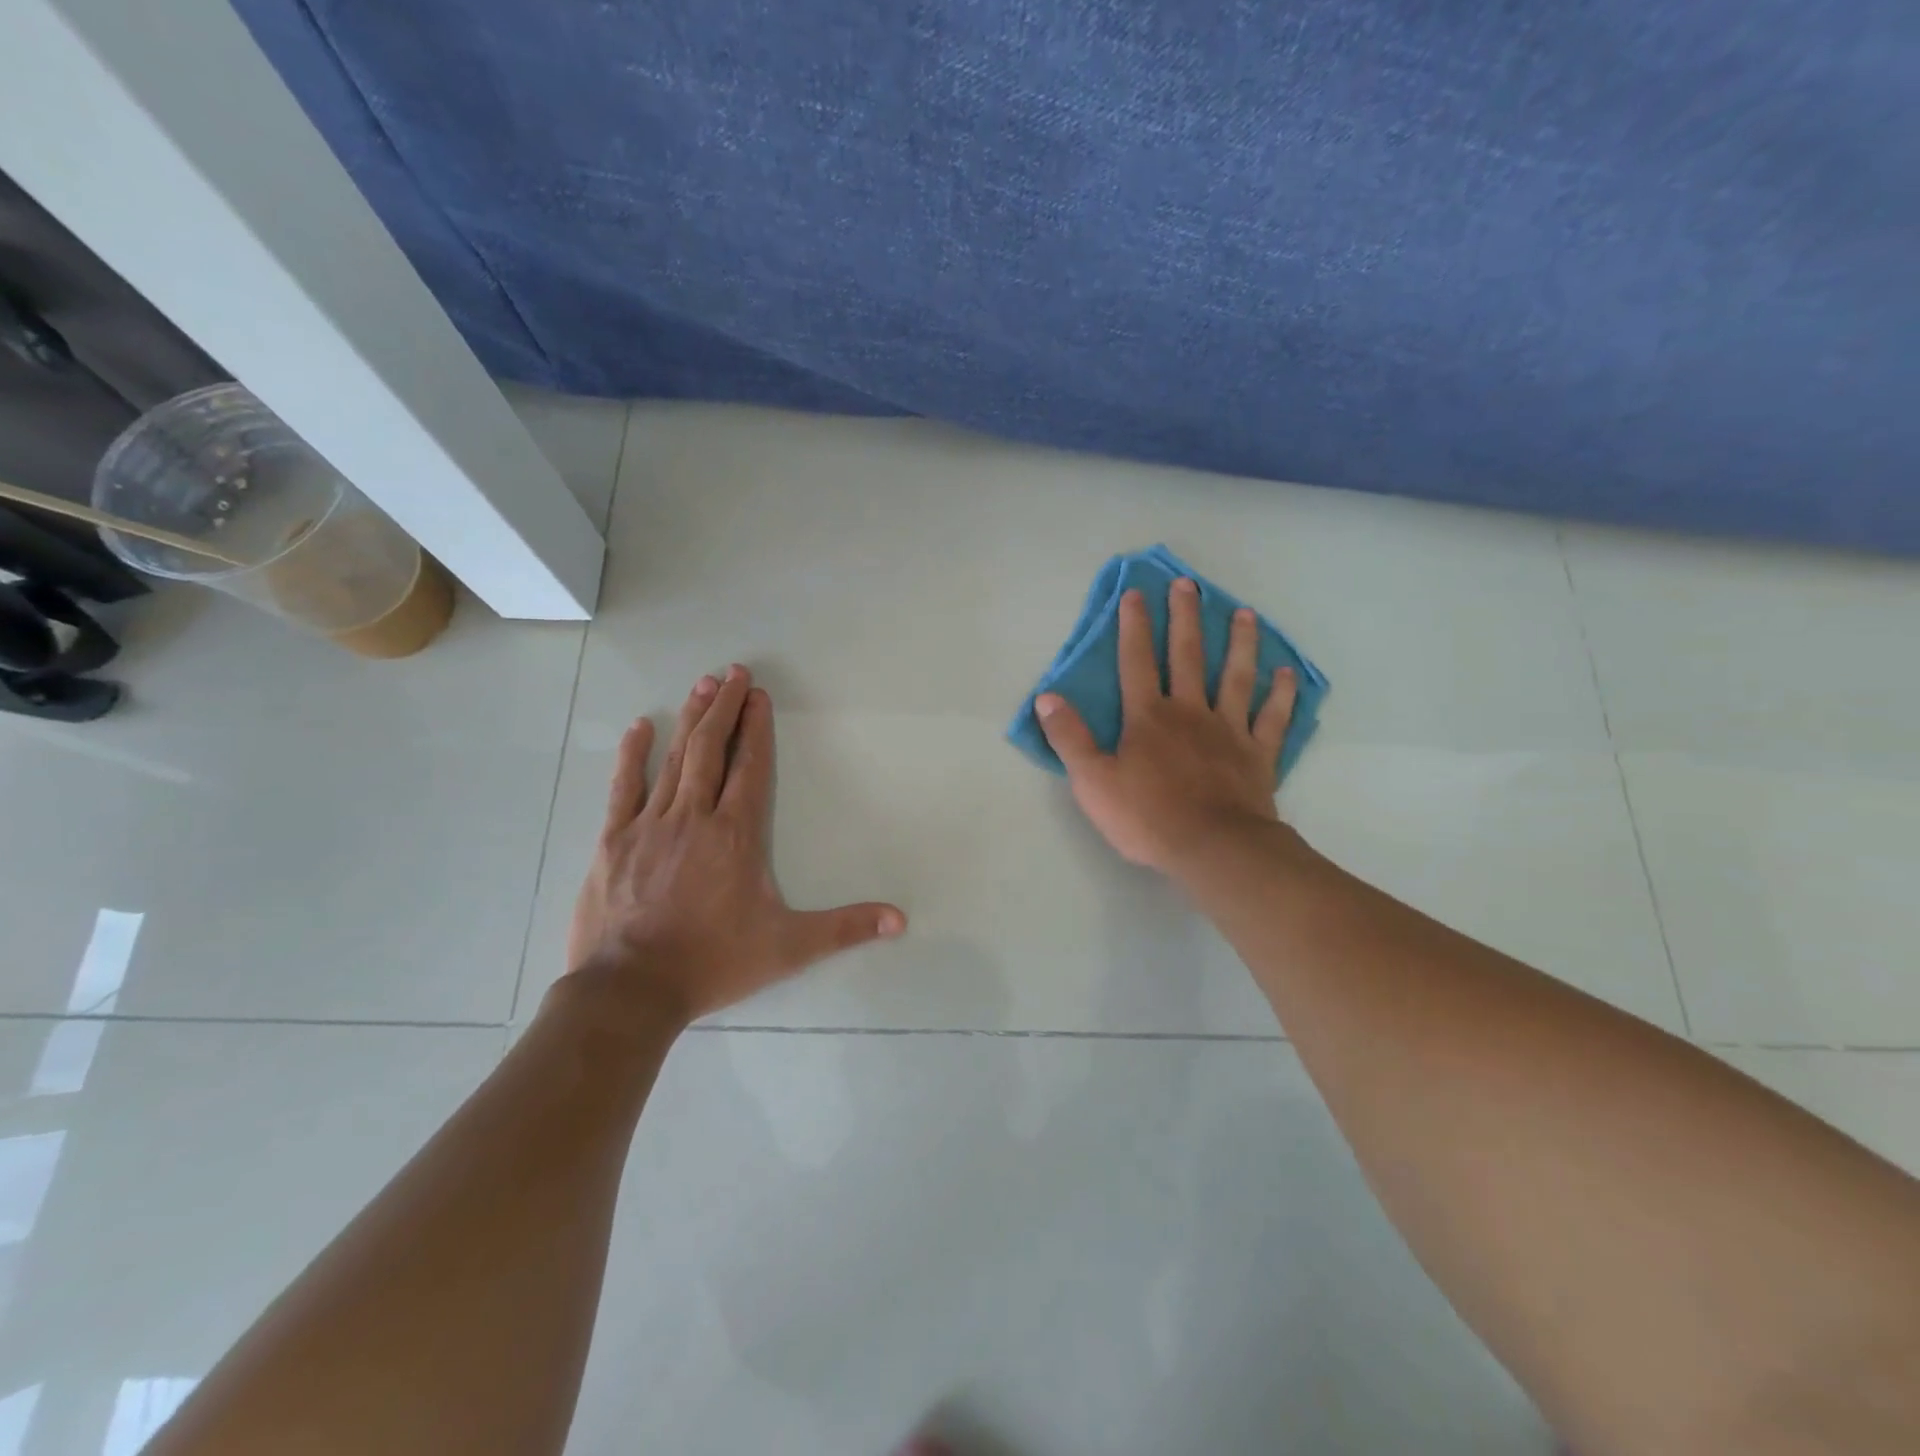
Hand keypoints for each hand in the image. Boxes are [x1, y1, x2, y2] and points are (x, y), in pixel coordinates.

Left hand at [562, 665, 905, 1029]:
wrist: (631, 990)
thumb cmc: (713, 962)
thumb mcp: (789, 948)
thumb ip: (845, 929)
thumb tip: (900, 919)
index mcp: (736, 835)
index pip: (751, 768)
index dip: (757, 729)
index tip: (759, 696)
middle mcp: (694, 818)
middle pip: (712, 751)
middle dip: (724, 708)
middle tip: (732, 672)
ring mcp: (650, 825)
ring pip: (673, 760)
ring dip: (690, 720)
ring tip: (701, 685)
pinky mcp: (613, 841)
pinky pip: (623, 788)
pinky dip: (631, 755)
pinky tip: (639, 728)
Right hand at [1036, 578, 1295, 872]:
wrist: (1213, 848)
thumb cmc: (1147, 816)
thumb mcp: (1092, 781)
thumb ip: (1069, 737)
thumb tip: (1046, 697)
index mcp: (1148, 717)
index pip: (1136, 662)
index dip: (1133, 626)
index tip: (1135, 593)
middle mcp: (1190, 712)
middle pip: (1188, 656)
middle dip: (1185, 618)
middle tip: (1188, 584)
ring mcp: (1229, 730)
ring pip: (1236, 677)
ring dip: (1240, 643)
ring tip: (1245, 614)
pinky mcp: (1258, 754)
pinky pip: (1272, 718)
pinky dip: (1280, 695)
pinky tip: (1286, 673)